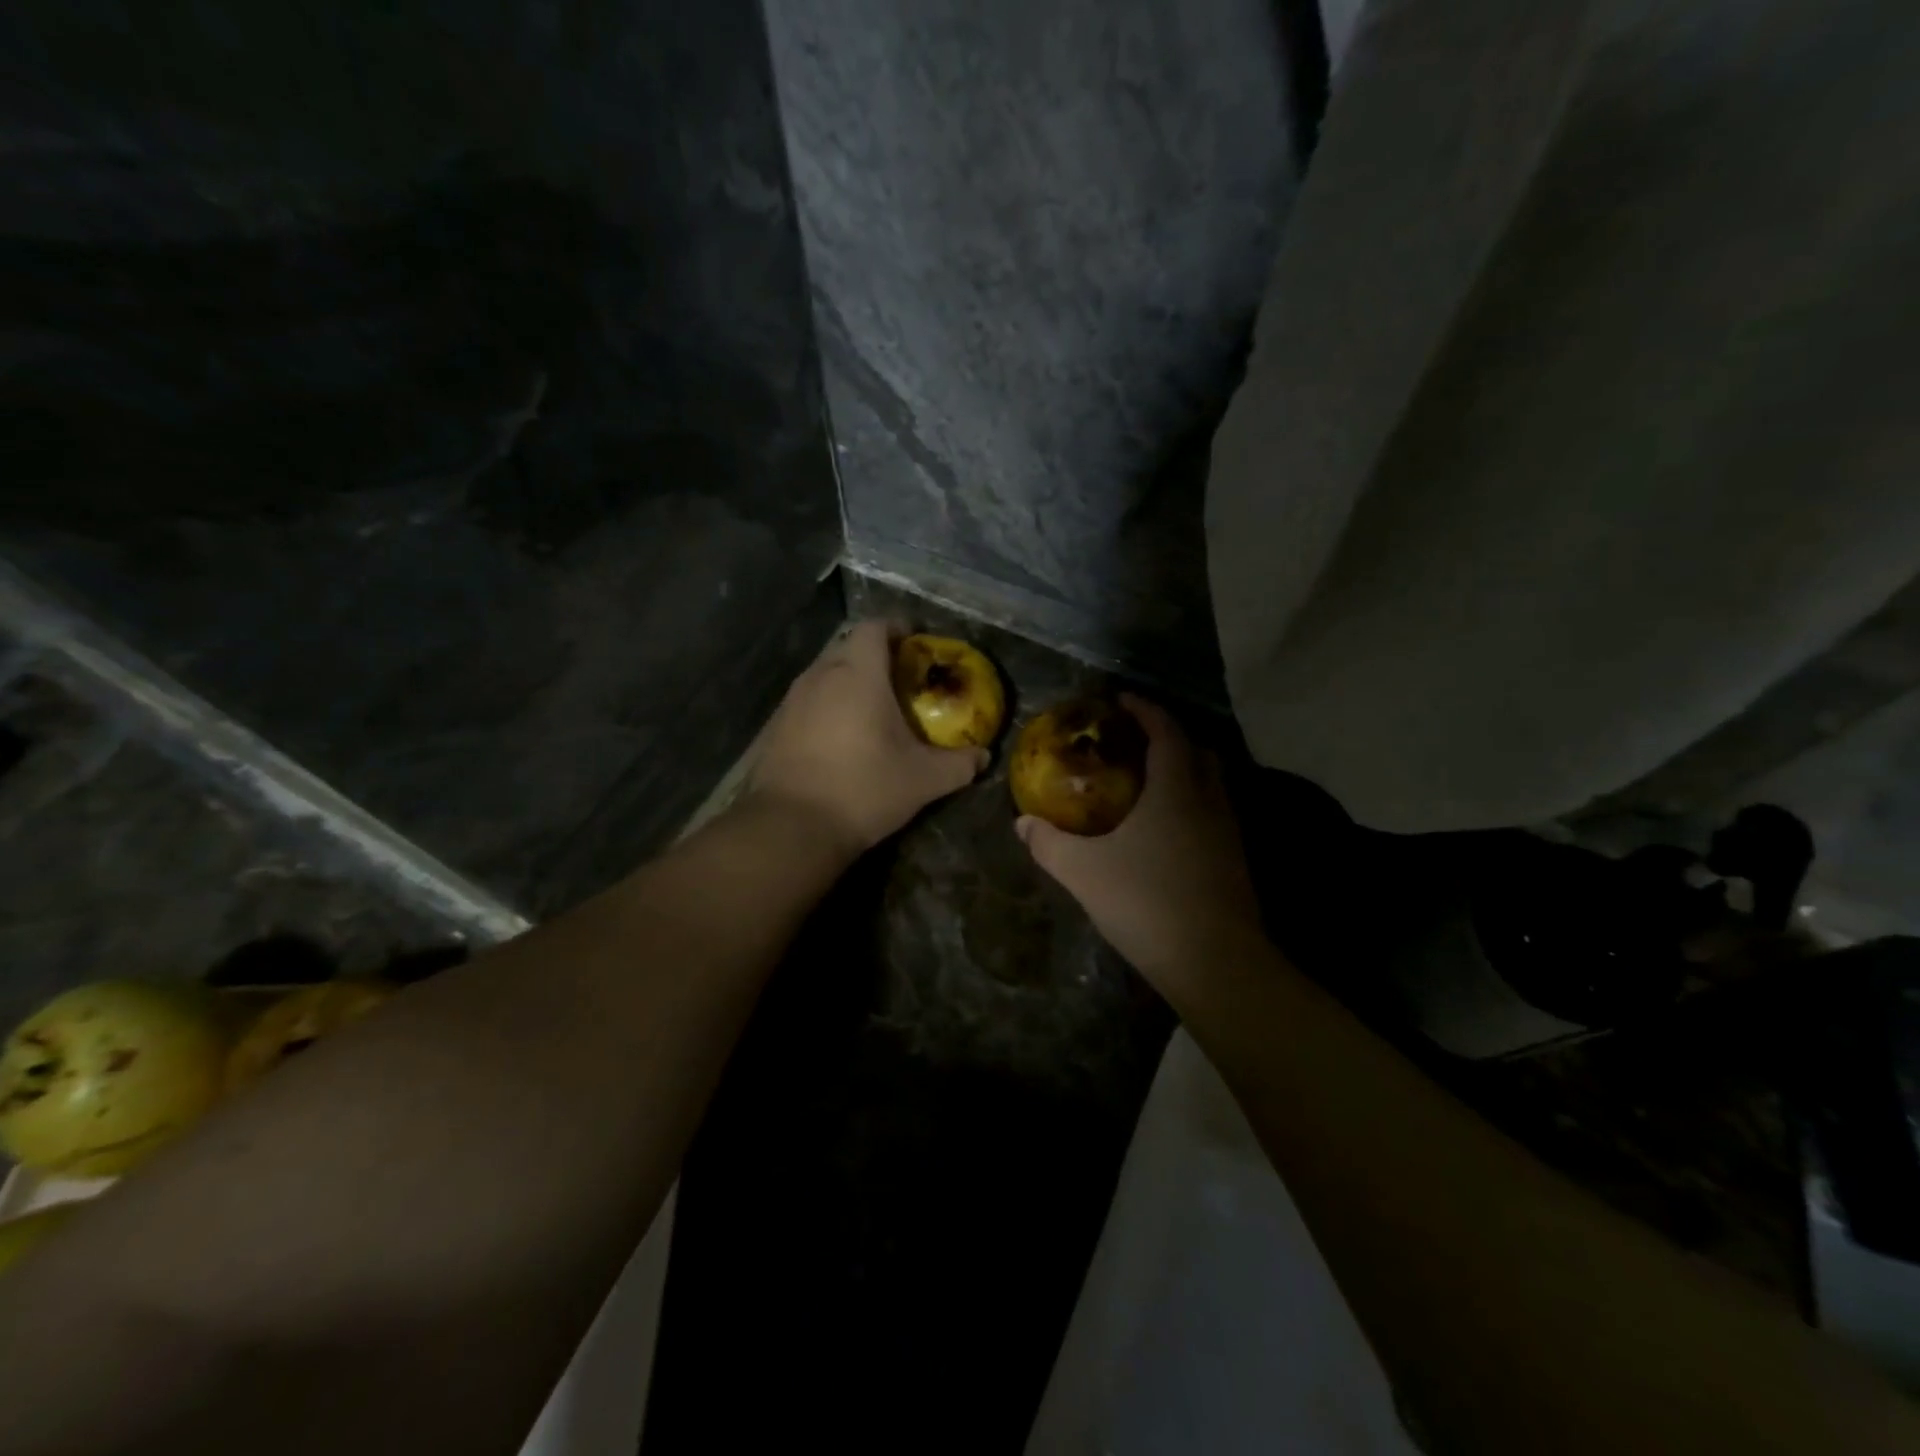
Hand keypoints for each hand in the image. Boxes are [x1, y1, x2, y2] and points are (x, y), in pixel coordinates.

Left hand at [748, 621, 984, 855]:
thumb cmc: (864, 789)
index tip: (915, 644)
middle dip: (875, 657)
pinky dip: (826, 707)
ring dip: (848, 682)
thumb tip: (982, 757)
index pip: (875, 627)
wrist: (791, 827)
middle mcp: (821, 675)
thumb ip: (958, 764)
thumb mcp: (923, 780)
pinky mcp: (774, 726)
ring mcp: (792, 700)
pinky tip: (839, 739)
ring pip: (825, 674)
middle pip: (849, 647)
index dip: (897, 628)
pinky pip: (807, 702)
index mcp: (858, 674)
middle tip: (900, 682)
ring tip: (871, 710)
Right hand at [1016, 696, 1264, 993]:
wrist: (1217, 964)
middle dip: (1168, 738)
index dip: (1145, 710)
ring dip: (1183, 772)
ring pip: (1210, 784)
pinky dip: (1190, 804)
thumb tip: (1022, 824)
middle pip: (1197, 752)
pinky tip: (1164, 830)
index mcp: (1176, 790)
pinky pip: (1213, 813)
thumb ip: (1050, 844)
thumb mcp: (1084, 873)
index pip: (1166, 732)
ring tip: (1146, 783)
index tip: (1121, 700)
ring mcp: (1228, 832)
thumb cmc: (1148, 903)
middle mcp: (1209, 802)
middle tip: (1132, 742)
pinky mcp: (1235, 861)